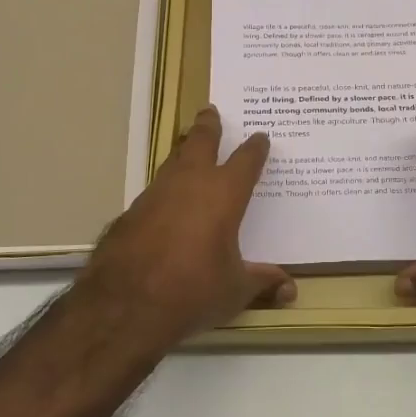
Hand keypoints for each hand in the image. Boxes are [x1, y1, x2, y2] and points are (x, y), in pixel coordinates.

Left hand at [74, 106, 293, 347]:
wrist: (125, 304)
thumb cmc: (192, 291)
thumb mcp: (235, 290)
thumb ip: (262, 283)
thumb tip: (291, 291)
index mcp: (223, 194)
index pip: (246, 161)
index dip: (255, 148)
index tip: (260, 138)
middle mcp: (189, 184)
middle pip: (200, 142)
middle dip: (208, 126)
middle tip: (210, 112)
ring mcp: (155, 194)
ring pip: (172, 162)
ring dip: (182, 153)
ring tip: (187, 148)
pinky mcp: (130, 212)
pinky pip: (153, 191)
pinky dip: (164, 190)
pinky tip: (164, 203)